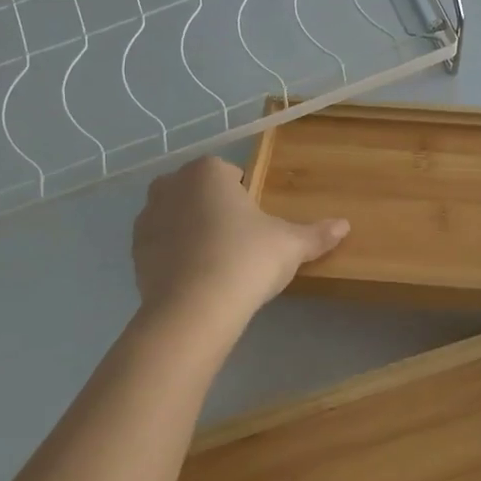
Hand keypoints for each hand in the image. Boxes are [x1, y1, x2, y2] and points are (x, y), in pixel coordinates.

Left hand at [132, 157, 349, 319]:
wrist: (194, 309)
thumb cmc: (246, 260)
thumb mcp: (290, 246)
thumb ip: (316, 234)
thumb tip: (345, 225)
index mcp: (207, 172)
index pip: (227, 171)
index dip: (244, 194)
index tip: (256, 222)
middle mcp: (171, 185)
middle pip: (197, 189)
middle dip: (213, 207)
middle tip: (238, 240)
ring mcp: (147, 218)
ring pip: (175, 215)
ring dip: (191, 229)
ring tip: (216, 261)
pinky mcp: (134, 252)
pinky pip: (160, 244)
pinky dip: (174, 254)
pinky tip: (195, 278)